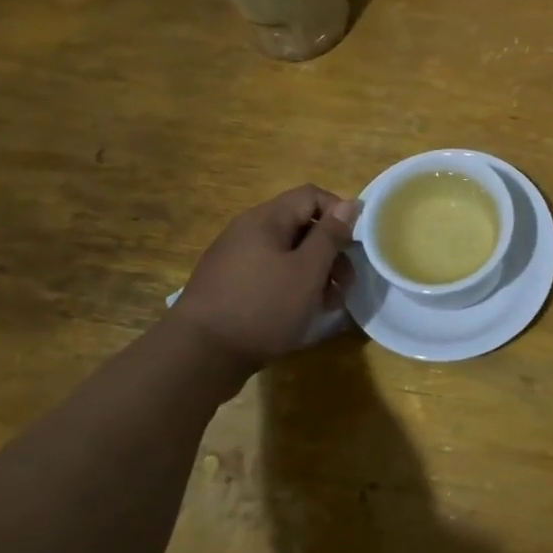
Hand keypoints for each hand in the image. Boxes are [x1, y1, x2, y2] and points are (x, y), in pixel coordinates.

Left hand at [164, 185, 361, 376]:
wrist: (198, 356)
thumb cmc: (262, 306)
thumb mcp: (307, 271)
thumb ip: (330, 235)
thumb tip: (351, 204)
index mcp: (266, 219)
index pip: (312, 196)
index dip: (339, 213)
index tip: (354, 245)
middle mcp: (248, 231)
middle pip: (301, 226)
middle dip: (330, 251)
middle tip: (345, 284)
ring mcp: (236, 259)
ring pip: (287, 254)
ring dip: (314, 273)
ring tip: (328, 305)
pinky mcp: (230, 286)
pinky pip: (270, 274)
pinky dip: (291, 287)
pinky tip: (301, 313)